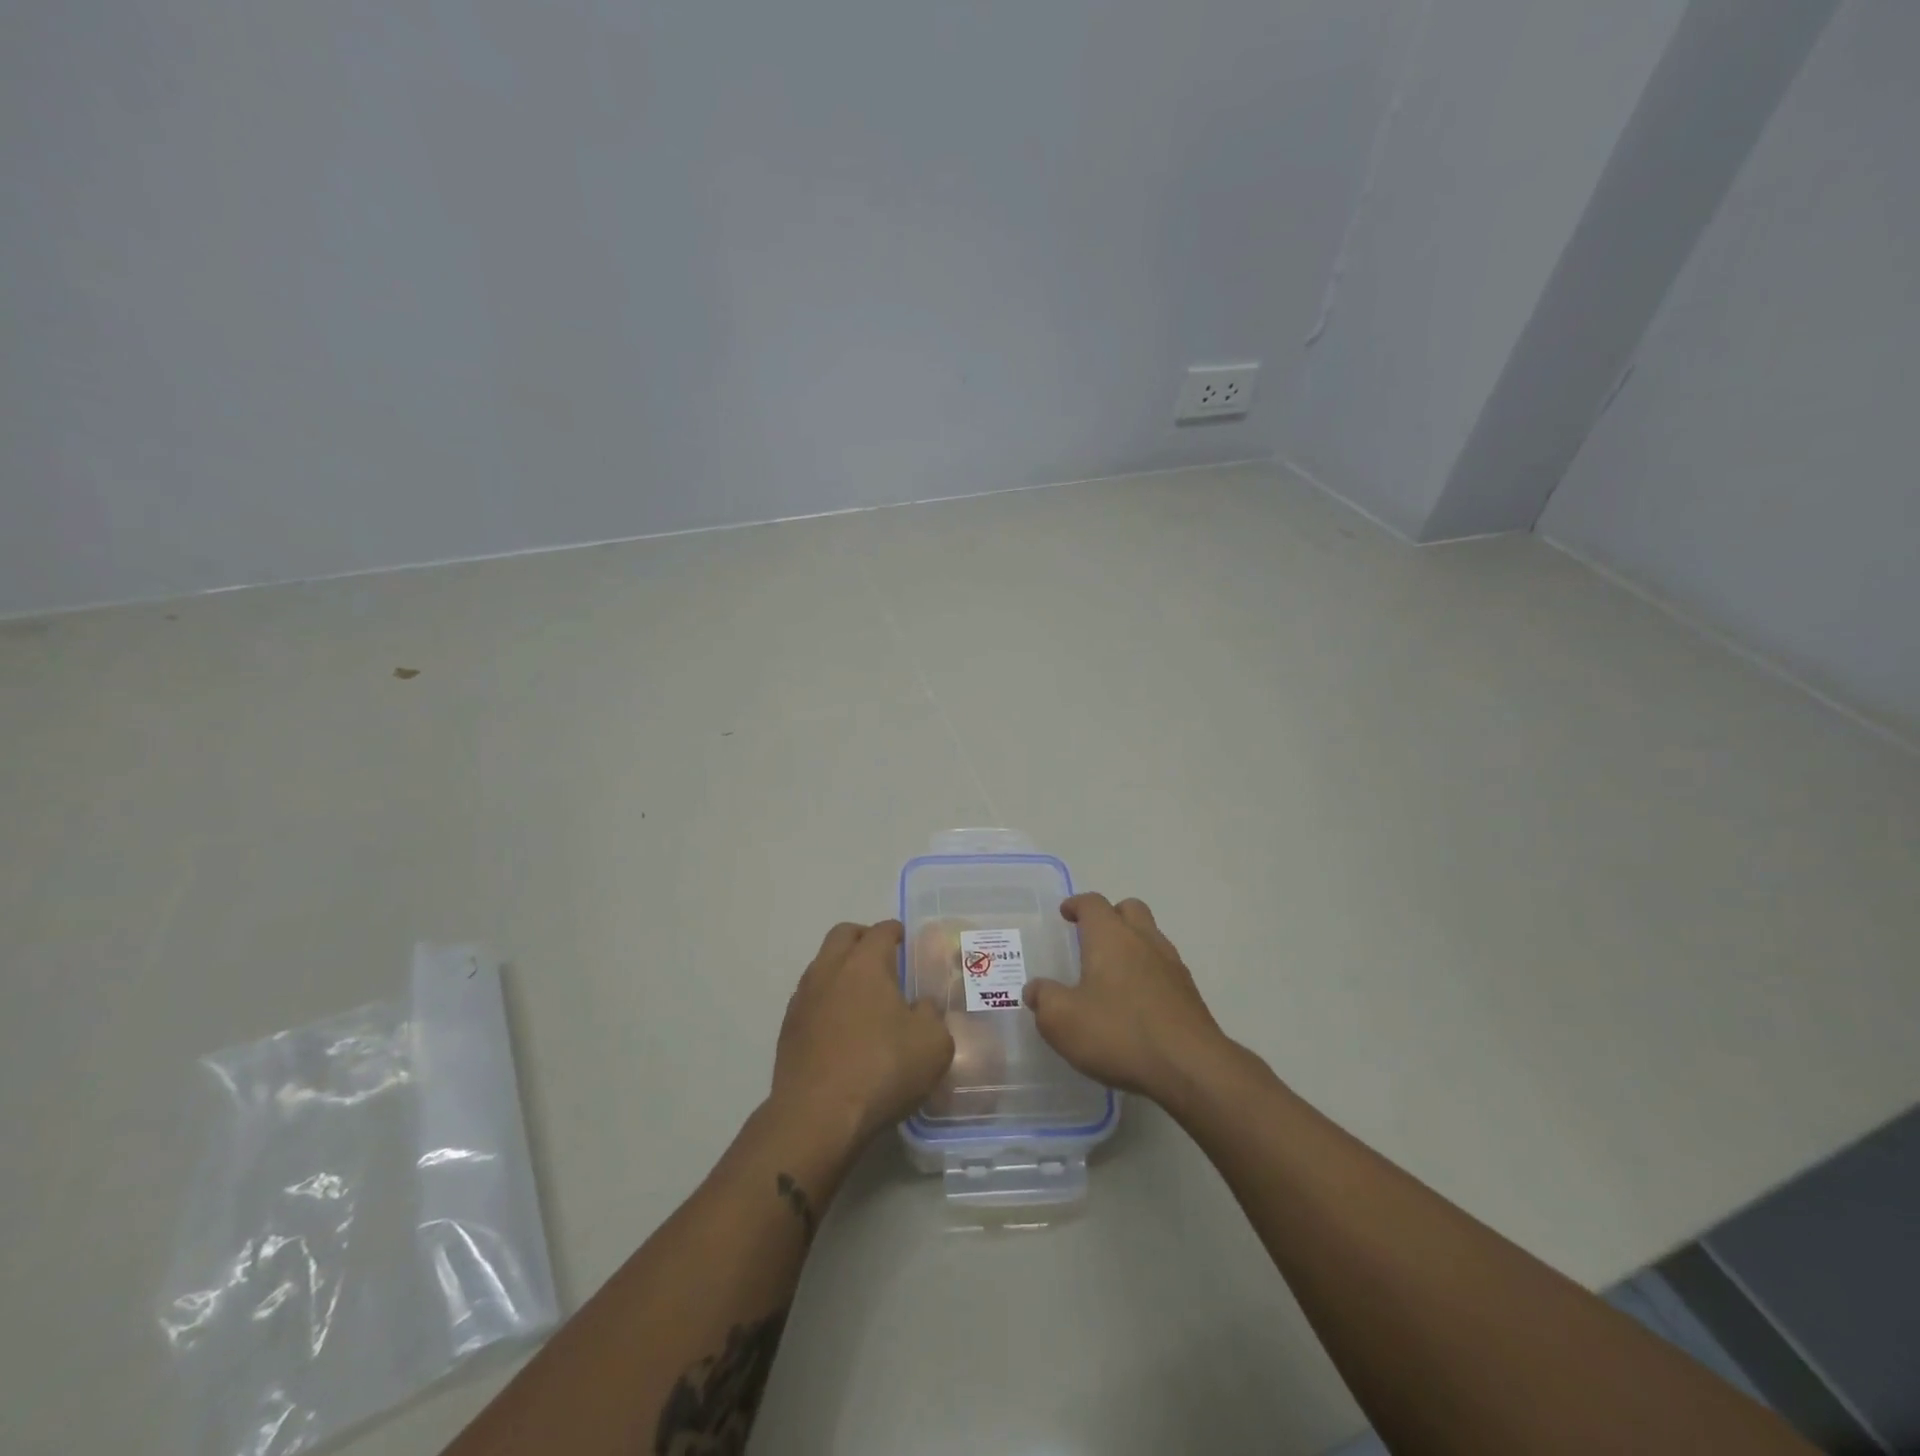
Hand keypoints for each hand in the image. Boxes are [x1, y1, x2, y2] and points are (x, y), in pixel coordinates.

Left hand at [771, 921, 954, 1148]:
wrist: (817, 1117)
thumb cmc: (882, 1070)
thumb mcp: (933, 1044)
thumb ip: (931, 1016)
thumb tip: (920, 1007)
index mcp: (865, 963)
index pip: (881, 931)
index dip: (895, 931)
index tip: (904, 939)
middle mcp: (829, 970)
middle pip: (843, 935)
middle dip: (862, 938)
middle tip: (881, 956)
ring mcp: (803, 998)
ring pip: (821, 965)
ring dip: (841, 968)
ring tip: (862, 994)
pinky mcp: (788, 1028)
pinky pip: (809, 998)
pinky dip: (826, 999)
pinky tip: (840, 1026)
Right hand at [1023, 894, 1230, 1105]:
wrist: (1190, 1067)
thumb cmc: (1119, 1033)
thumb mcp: (1063, 1021)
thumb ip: (1044, 999)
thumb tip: (1035, 990)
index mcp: (1110, 937)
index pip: (1093, 903)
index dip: (1077, 904)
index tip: (1066, 913)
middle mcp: (1143, 940)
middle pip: (1129, 909)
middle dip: (1110, 915)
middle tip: (1092, 936)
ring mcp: (1172, 965)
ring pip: (1151, 936)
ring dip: (1132, 943)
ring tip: (1113, 971)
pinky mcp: (1189, 993)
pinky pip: (1164, 967)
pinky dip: (1148, 972)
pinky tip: (1137, 1001)